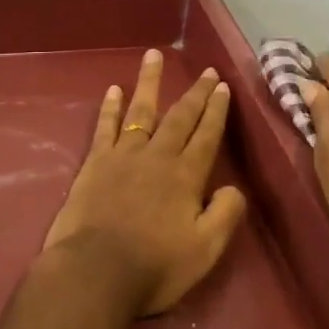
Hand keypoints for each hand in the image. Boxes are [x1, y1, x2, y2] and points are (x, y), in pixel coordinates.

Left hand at [43, 49, 248, 316]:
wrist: (95, 273)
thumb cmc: (155, 267)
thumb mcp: (205, 249)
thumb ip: (225, 214)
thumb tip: (233, 188)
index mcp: (186, 176)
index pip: (207, 135)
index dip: (216, 110)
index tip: (223, 86)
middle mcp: (158, 156)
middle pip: (180, 117)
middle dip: (195, 93)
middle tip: (206, 71)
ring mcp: (123, 156)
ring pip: (141, 110)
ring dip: (150, 82)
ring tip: (153, 55)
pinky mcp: (95, 164)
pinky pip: (105, 127)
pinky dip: (110, 107)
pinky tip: (114, 89)